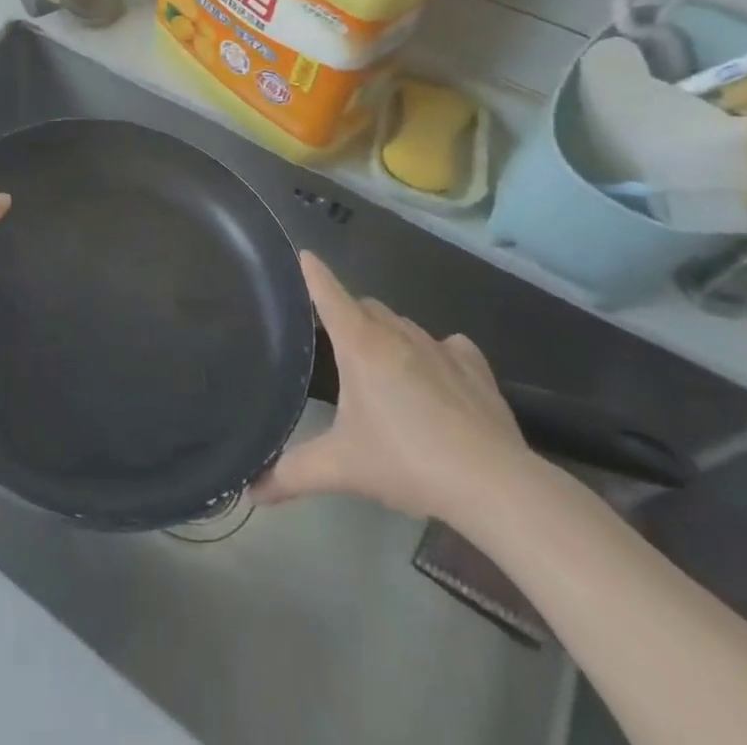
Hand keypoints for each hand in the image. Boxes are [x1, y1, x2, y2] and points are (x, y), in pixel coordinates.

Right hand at [250, 253, 530, 520]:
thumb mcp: (342, 468)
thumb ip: (294, 474)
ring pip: (403, 324)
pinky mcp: (474, 368)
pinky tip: (437, 374)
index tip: (303, 255)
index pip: (329, 293)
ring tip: (382, 366)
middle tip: (336, 342)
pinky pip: (449, 345)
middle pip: (365, 306)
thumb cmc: (406, 462)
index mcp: (360, 344)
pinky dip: (436, 351)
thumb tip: (252, 492)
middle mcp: (397, 334)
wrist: (494, 484)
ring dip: (388, 334)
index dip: (313, 273)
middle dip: (349, 314)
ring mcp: (439, 347)